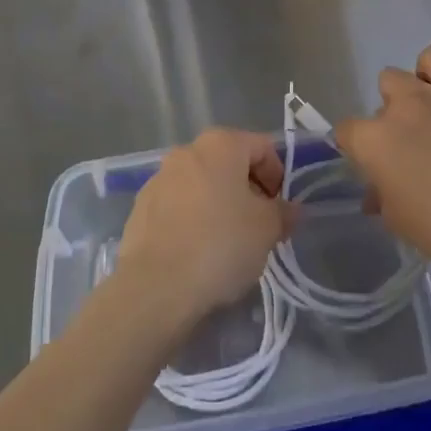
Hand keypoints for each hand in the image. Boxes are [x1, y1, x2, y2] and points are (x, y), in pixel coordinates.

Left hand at [114, 128, 293, 333]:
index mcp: (221, 144)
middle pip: (229, 163)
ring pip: (201, 184)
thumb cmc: (220, 244)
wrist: (155, 286)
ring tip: (227, 243)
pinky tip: (197, 252)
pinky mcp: (140, 207)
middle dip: (248, 190)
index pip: (262, 147)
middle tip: (258, 226)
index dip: (278, 176)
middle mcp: (187, 151)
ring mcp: (159, 178)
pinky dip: (192, 220)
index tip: (280, 210)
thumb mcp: (267, 229)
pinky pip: (178, 206)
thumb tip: (290, 209)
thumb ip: (283, 213)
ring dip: (219, 204)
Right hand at [334, 45, 430, 276]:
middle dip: (389, 117)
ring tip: (427, 114)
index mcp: (374, 142)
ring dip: (410, 90)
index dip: (355, 148)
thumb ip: (383, 198)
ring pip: (403, 73)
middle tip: (408, 145)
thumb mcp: (401, 222)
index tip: (370, 165)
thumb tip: (377, 193)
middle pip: (380, 97)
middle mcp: (398, 108)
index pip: (346, 132)